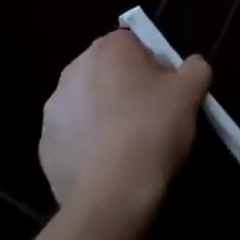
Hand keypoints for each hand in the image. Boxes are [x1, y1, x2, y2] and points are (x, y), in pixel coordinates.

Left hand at [40, 31, 210, 217]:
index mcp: (109, 47)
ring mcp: (54, 108)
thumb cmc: (153, 130)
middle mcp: (75, 68)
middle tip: (149, 119)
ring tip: (126, 147)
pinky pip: (72, 137)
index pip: (135, 44)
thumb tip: (191, 66)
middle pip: (108, 71)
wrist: (112, 195)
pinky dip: (86, 146)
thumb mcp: (190, 92)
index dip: (154, 67)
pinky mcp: (44, 146)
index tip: (166, 94)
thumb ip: (194, 68)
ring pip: (87, 103)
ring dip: (102, 116)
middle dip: (124, 88)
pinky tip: (106, 167)